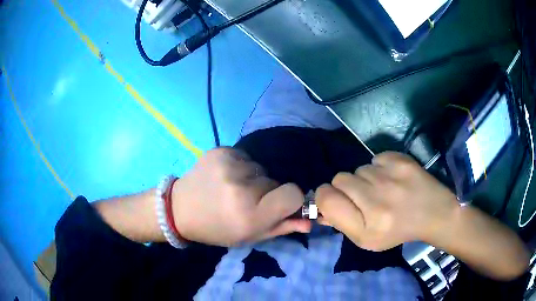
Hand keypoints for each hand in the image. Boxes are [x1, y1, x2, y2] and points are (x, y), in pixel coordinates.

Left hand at [171, 148, 311, 246]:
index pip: (294, 194)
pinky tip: (224, 177)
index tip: (278, 205)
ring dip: (253, 179)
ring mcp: (229, 165)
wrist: (179, 209)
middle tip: (246, 202)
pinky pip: (245, 157)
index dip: (291, 200)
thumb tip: (310, 221)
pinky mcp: (220, 151)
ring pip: (261, 169)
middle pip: (276, 181)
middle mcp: (241, 187)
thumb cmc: (216, 229)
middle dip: (267, 192)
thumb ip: (281, 227)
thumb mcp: (249, 237)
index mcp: (250, 214)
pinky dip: (240, 167)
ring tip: (232, 189)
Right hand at [316, 152, 458, 250]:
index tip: (335, 200)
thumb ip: (342, 224)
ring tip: (383, 189)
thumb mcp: (367, 239)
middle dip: (347, 188)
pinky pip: (376, 158)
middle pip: (339, 178)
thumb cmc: (397, 231)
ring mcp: (391, 177)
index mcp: (366, 226)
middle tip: (364, 197)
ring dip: (366, 179)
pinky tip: (393, 178)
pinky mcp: (401, 161)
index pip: (326, 198)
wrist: (433, 213)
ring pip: (359, 168)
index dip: (325, 197)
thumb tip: (321, 209)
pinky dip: (380, 167)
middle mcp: (377, 200)